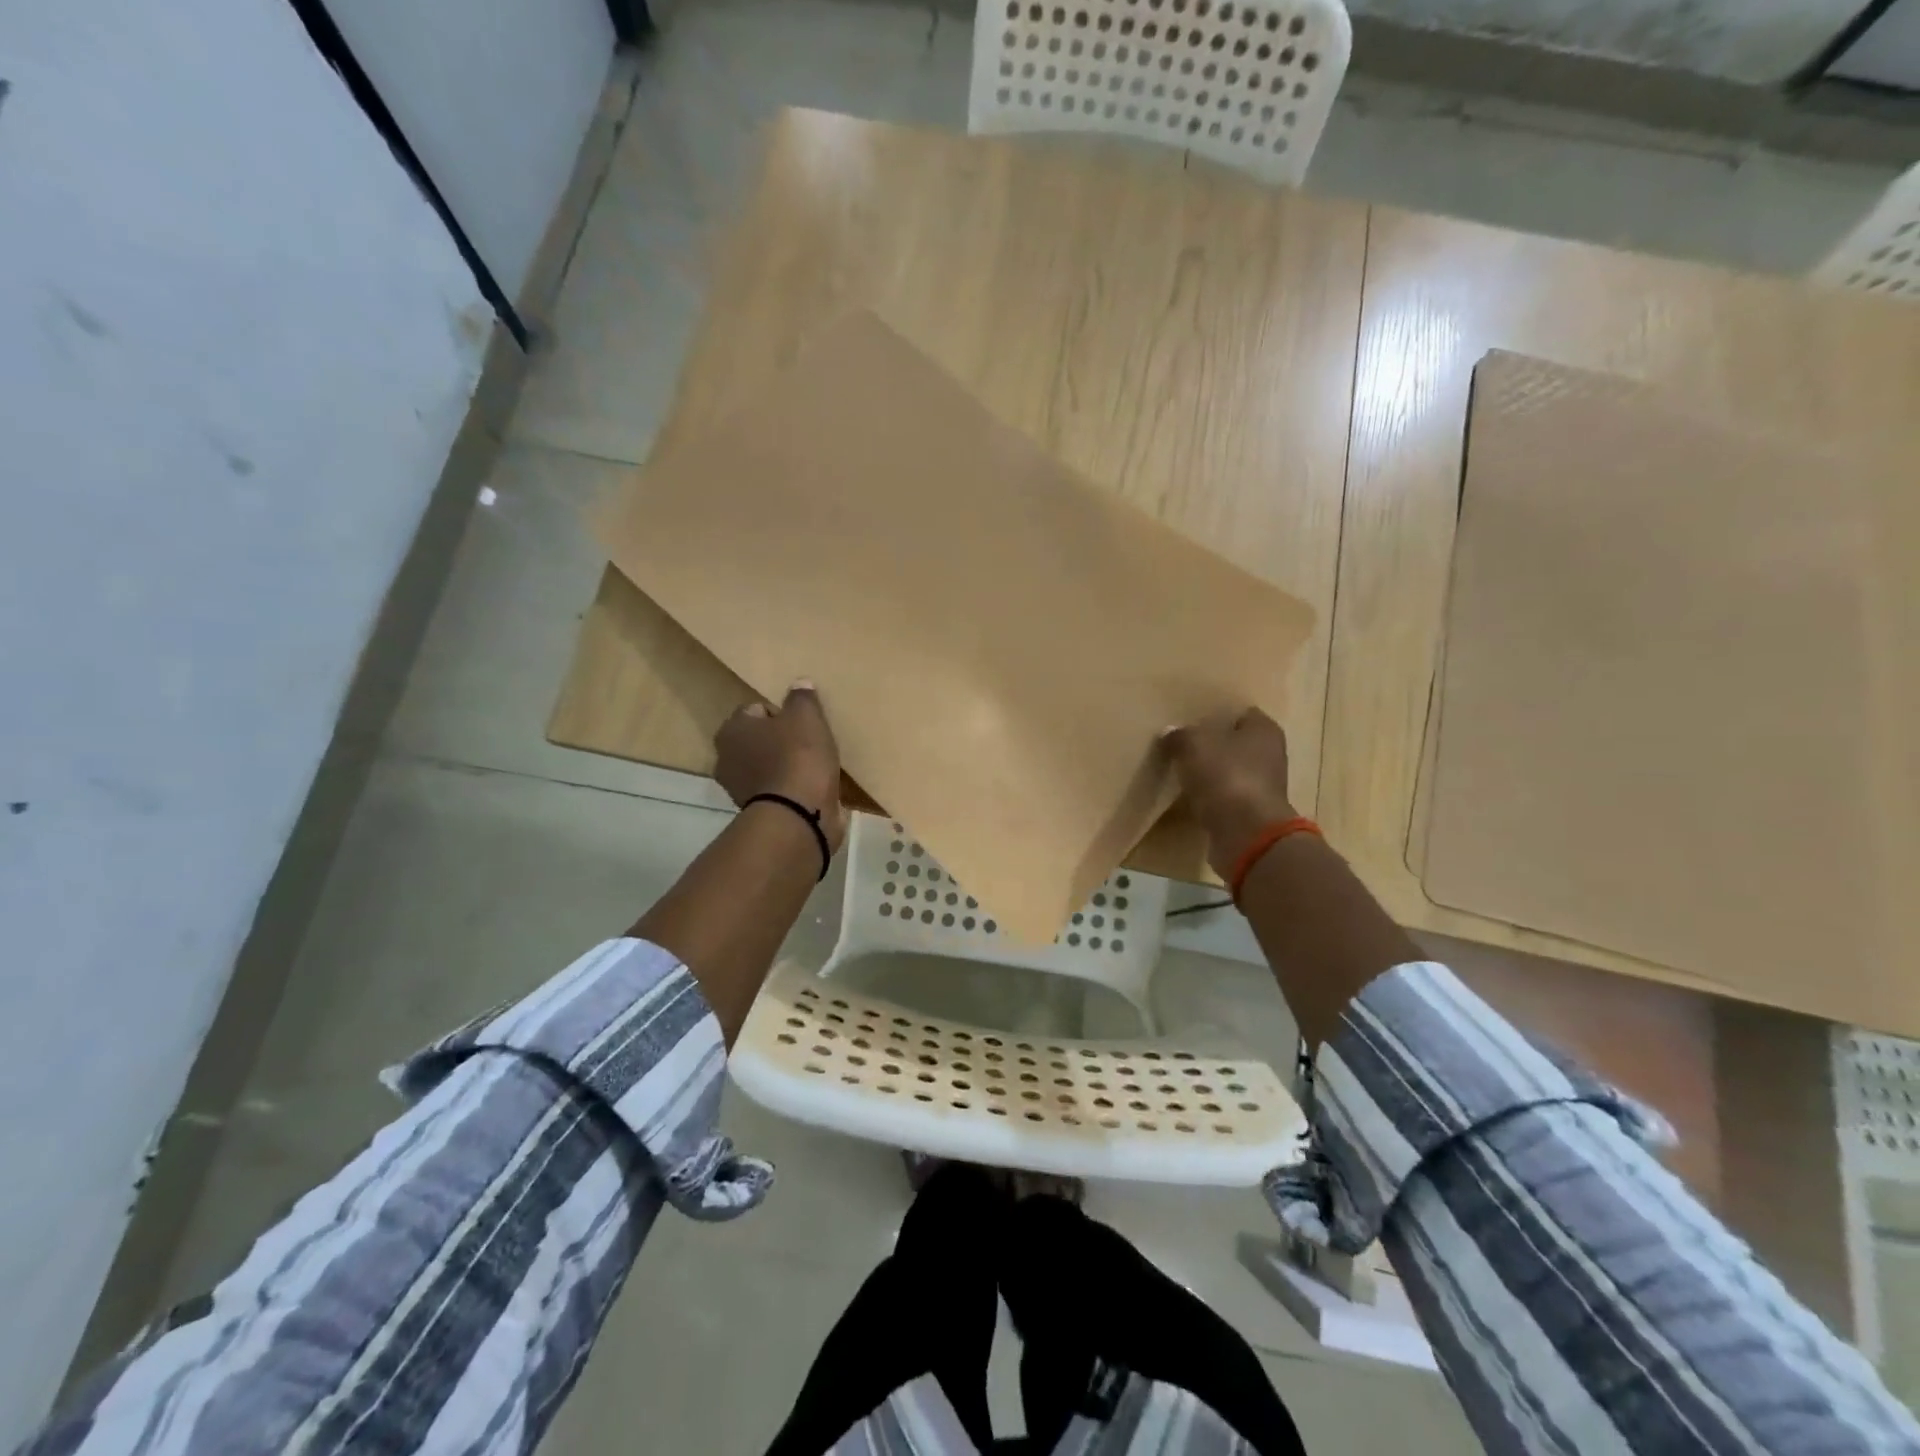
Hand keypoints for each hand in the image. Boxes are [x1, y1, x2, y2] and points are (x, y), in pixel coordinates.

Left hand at [714, 682, 847, 851]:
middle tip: (810, 743)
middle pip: (760, 740)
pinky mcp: (759, 812)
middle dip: (781, 740)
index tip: (802, 722)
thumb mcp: (806, 716)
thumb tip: (799, 684)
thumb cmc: (798, 757)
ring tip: (815, 767)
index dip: (781, 713)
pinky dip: (791, 788)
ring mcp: (740, 789)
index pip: (756, 710)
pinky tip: (812, 788)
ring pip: (768, 766)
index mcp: (732, 730)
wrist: (799, 815)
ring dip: (787, 766)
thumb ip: (801, 697)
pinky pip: (778, 790)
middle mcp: (727, 758)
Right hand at [1161, 707, 1297, 878]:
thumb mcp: (1193, 745)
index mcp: (1264, 730)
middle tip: (1181, 746)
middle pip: (1236, 744)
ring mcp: (1262, 788)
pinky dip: (1210, 798)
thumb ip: (1180, 735)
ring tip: (1180, 771)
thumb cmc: (1225, 776)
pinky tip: (1189, 798)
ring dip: (1210, 774)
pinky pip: (1225, 798)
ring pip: (1230, 772)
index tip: (1191, 721)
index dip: (1216, 715)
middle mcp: (1270, 756)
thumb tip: (1171, 733)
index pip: (1240, 714)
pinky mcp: (1251, 814)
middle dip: (1212, 745)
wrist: (1246, 834)